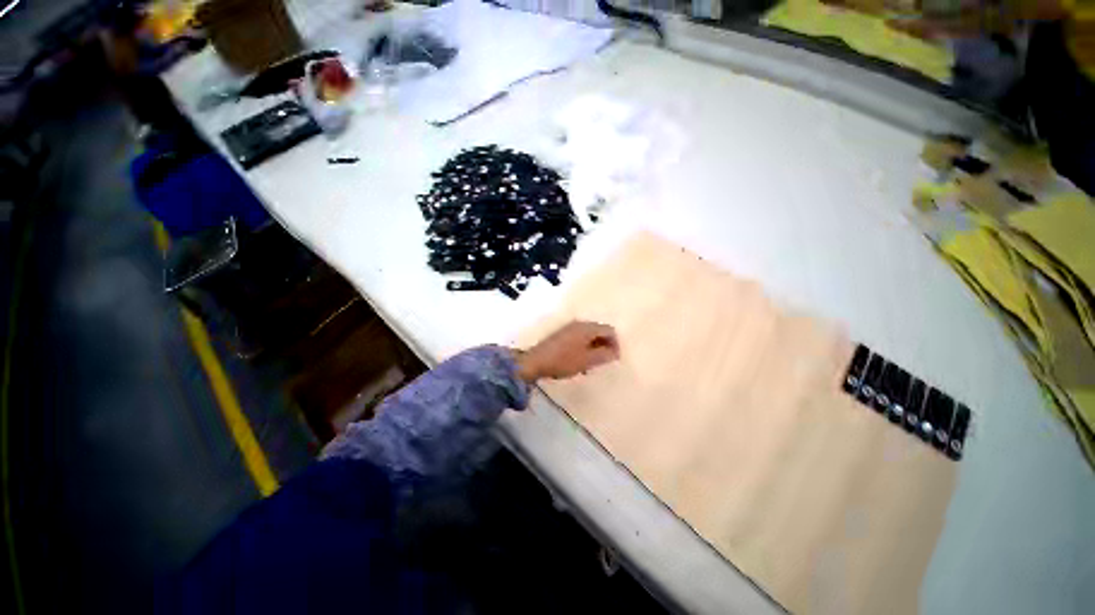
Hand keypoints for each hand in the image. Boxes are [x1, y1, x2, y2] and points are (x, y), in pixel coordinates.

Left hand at [517, 321, 619, 381]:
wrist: (535, 362)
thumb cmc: (564, 361)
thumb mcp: (587, 360)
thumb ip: (604, 355)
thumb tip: (615, 352)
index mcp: (587, 327)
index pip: (610, 330)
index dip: (616, 344)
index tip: (615, 359)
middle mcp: (579, 324)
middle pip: (599, 331)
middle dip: (605, 345)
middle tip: (605, 361)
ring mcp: (569, 328)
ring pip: (589, 335)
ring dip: (595, 347)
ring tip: (593, 363)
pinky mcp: (562, 335)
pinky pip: (580, 338)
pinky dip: (585, 347)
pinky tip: (580, 360)